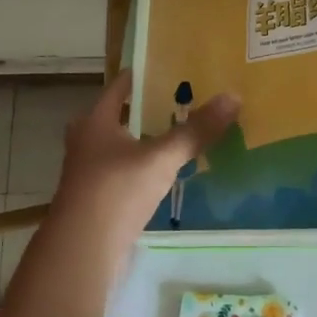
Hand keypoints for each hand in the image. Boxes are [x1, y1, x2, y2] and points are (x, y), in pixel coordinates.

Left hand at [50, 71, 238, 250]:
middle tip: (182, 100)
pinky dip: (144, 168)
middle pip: (120, 116)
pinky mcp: (97, 200)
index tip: (170, 65)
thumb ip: (195, 130)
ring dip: (146, 140)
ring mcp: (89, 173)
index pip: (120, 85)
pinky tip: (167, 172)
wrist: (83, 251)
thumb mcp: (160, 157)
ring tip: (181, 133)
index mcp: (95, 121)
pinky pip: (126, 173)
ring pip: (122, 146)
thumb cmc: (116, 190)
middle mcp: (86, 141)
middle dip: (147, 109)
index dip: (143, 74)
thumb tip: (234, 96)